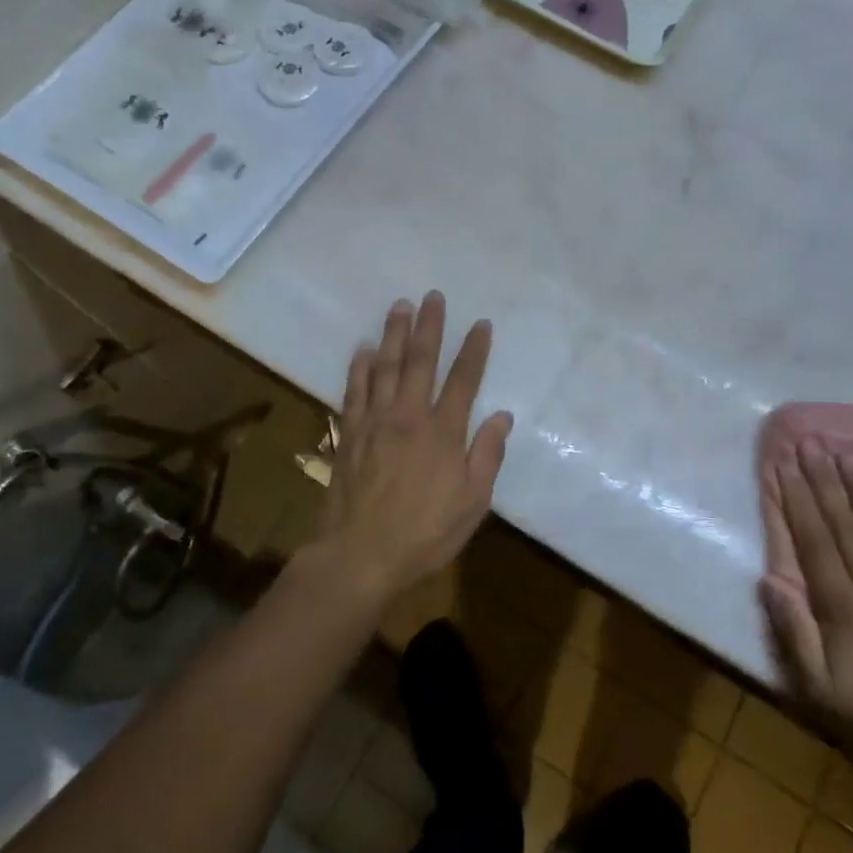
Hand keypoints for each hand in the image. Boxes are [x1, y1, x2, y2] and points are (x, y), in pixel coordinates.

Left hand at [312, 292, 512, 603]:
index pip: (463, 380)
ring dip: (393, 334)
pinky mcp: (349, 434)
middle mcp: (408, 417)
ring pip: (385, 367)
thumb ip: (487, 456)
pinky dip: (359, 367)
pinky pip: (354, 391)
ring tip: (399, 306)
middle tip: (432, 296)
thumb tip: (502, 417)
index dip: (474, 350)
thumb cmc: (424, 534)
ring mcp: (375, 423)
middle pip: (420, 362)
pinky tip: (363, 348)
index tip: (480, 324)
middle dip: (428, 326)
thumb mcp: (472, 503)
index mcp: (443, 433)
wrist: (359, 556)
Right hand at [762, 443, 852, 793]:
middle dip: (824, 478)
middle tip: (811, 440)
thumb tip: (768, 581)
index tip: (784, 463)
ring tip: (848, 454)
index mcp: (844, 607)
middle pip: (844, 522)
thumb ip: (794, 635)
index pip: (814, 539)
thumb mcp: (820, 693)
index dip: (797, 498)